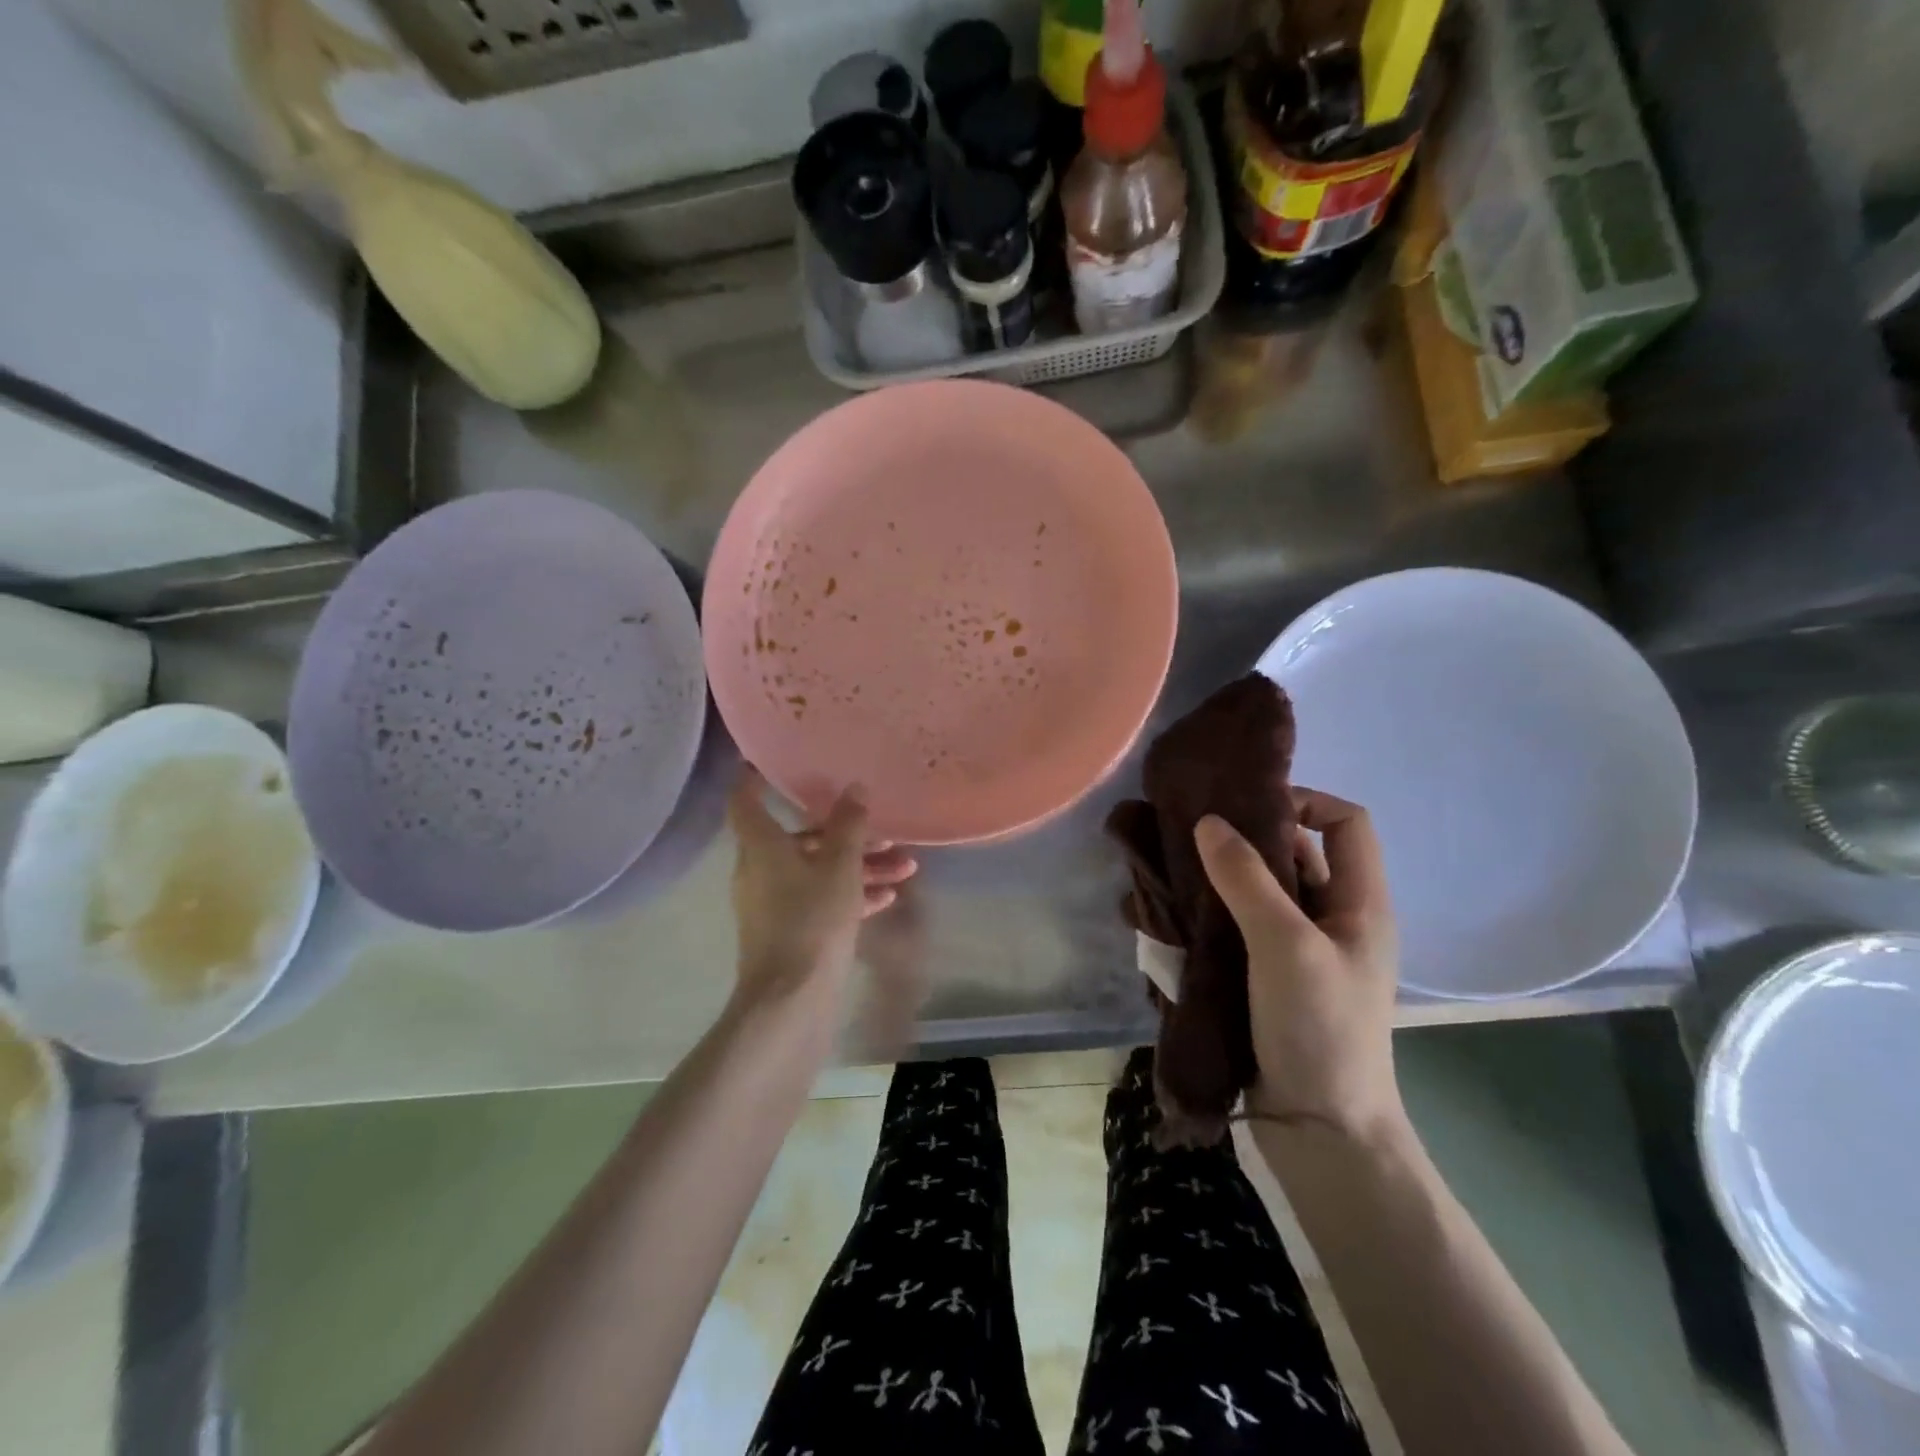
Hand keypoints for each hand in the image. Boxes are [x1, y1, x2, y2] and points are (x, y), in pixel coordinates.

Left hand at [729, 770, 916, 1004]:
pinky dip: (849, 895)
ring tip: (904, 868)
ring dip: (858, 867)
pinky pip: (820, 900)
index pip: (745, 801)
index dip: (756, 778)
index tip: (777, 762)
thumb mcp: (839, 868)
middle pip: (800, 839)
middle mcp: (760, 870)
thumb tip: (854, 788)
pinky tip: (887, 898)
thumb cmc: (811, 921)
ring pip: (817, 871)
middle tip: (882, 830)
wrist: (790, 1001)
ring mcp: (773, 904)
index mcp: (761, 847)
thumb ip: (849, 826)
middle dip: (845, 833)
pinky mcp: (789, 932)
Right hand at [1194, 788, 1402, 1141]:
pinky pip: (1237, 929)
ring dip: (1219, 881)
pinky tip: (1172, 918)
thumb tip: (1208, 821)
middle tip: (1190, 836)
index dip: (1303, 801)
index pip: (1345, 822)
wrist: (1320, 1132)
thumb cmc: (1319, 1030)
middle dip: (1245, 839)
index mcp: (1359, 903)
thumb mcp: (1286, 946)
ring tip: (1171, 873)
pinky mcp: (1267, 978)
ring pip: (1258, 893)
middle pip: (1294, 854)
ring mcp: (1298, 951)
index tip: (1245, 808)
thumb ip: (1248, 880)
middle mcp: (1332, 919)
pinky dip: (1208, 917)